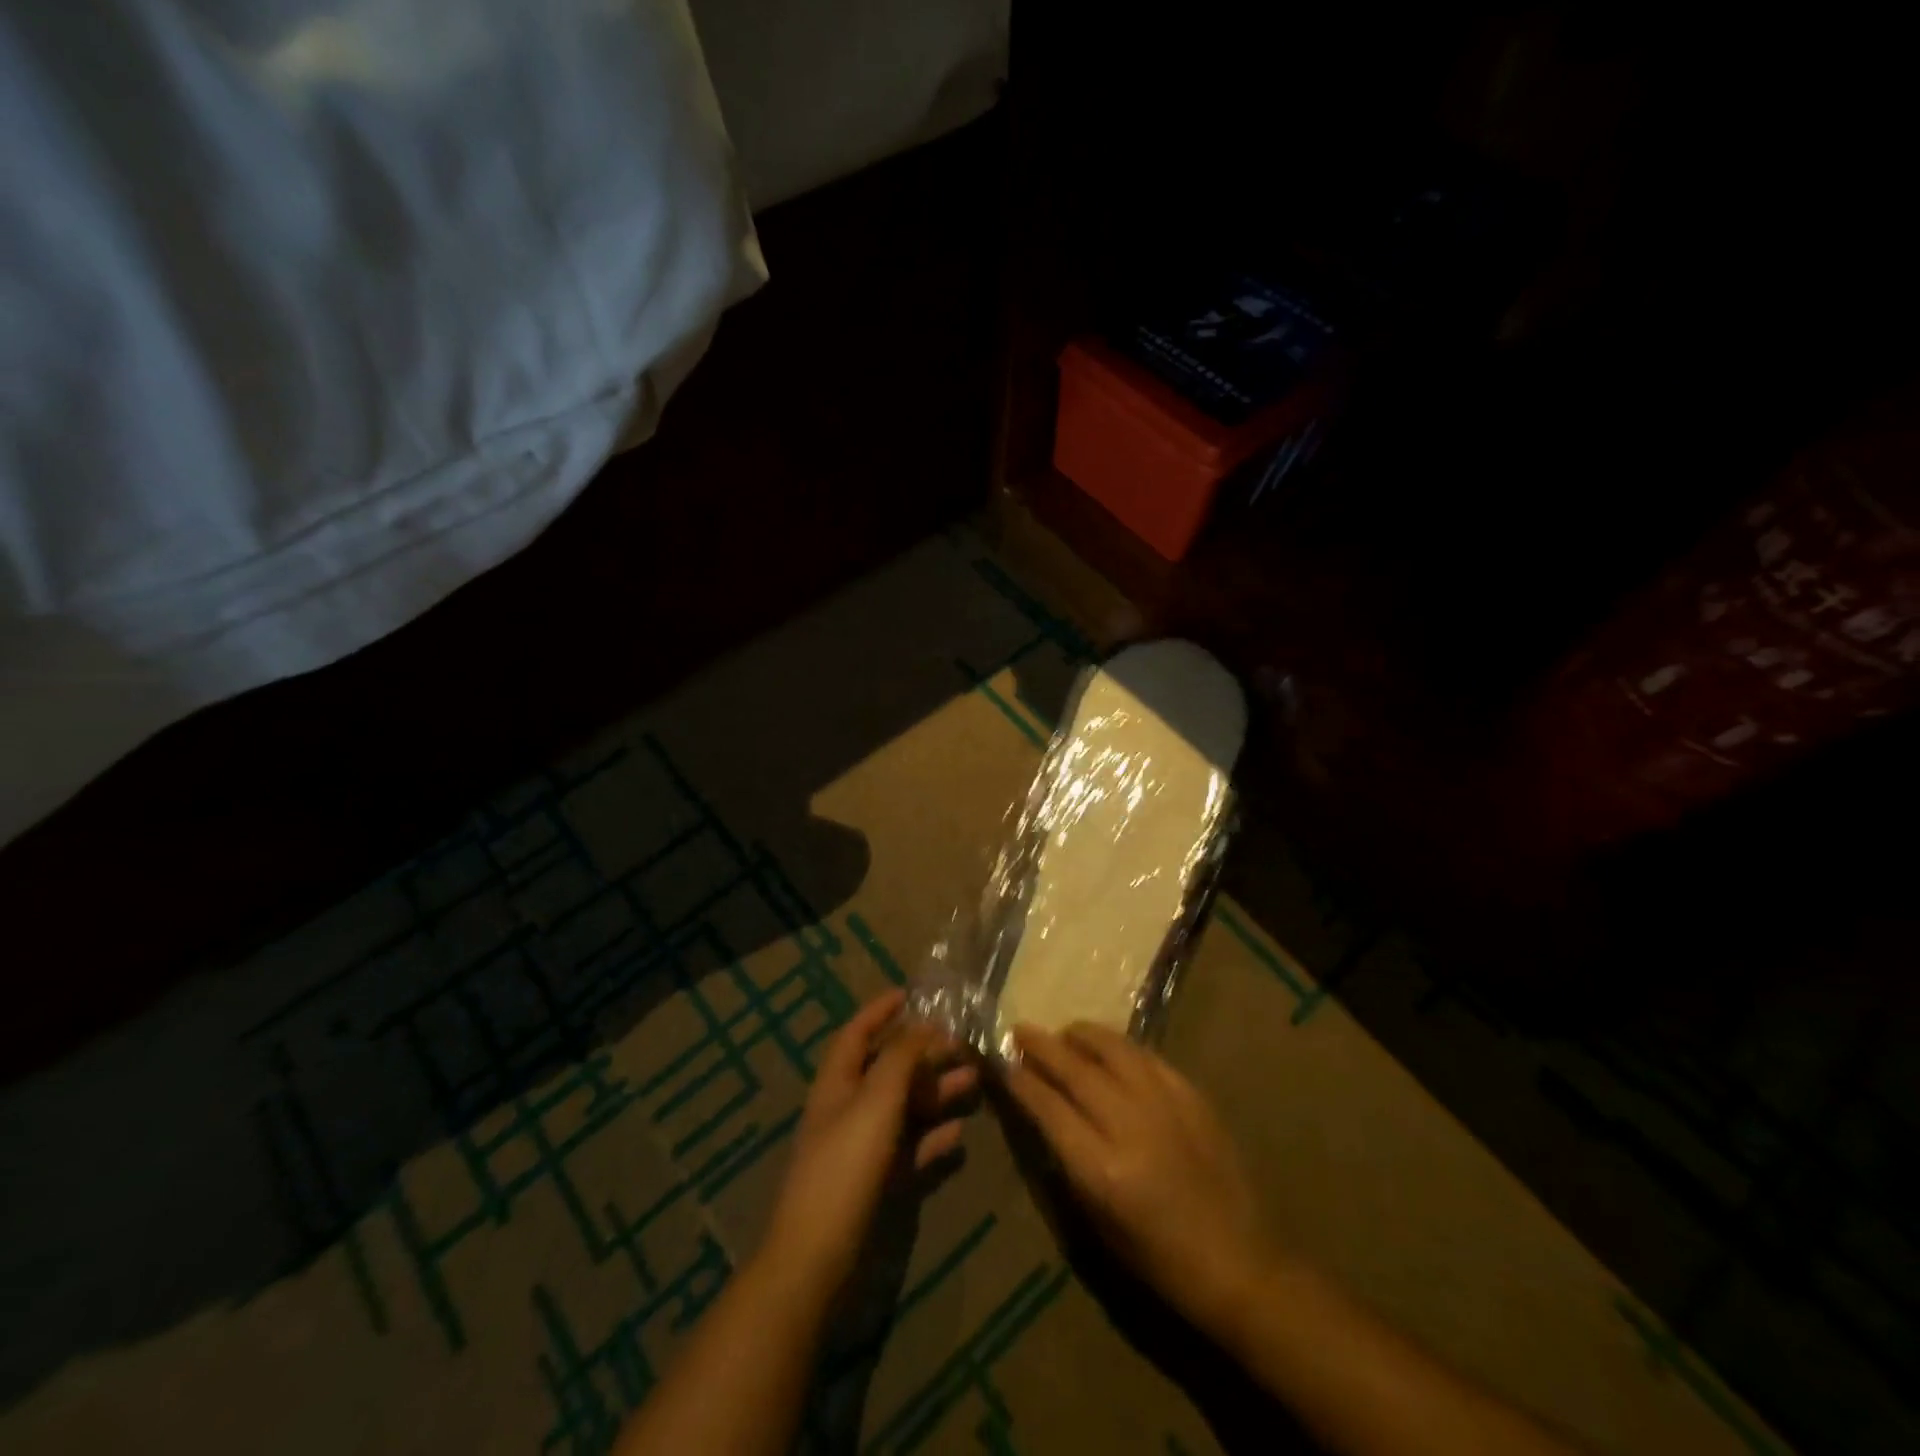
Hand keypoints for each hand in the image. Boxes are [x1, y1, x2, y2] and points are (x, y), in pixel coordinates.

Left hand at [761, 991, 976, 1301]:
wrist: (817, 1258)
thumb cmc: (844, 1166)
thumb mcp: (875, 1101)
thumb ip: (902, 1059)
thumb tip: (926, 1025)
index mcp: (837, 1083)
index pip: (856, 1034)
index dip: (879, 1011)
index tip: (909, 993)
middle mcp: (848, 1109)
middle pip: (888, 1070)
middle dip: (923, 1053)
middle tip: (961, 1042)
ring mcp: (862, 1148)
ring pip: (905, 1108)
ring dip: (936, 1092)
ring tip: (974, 1080)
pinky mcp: (877, 1184)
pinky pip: (911, 1149)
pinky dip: (934, 1138)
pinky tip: (960, 1133)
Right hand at [1005, 1022, 1279, 1338]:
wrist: (1239, 1263)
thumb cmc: (1158, 1259)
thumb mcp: (1098, 1222)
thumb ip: (1066, 1160)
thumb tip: (1041, 1111)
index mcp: (1102, 1169)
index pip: (1048, 1107)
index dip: (1021, 1081)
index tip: (1001, 1062)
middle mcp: (1130, 1125)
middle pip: (1075, 1069)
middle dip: (1042, 1046)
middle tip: (1020, 1030)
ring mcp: (1164, 1104)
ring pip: (1113, 1049)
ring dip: (1081, 1035)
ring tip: (1064, 1032)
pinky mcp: (1191, 1095)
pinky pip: (1147, 1056)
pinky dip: (1120, 1047)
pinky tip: (1109, 1048)